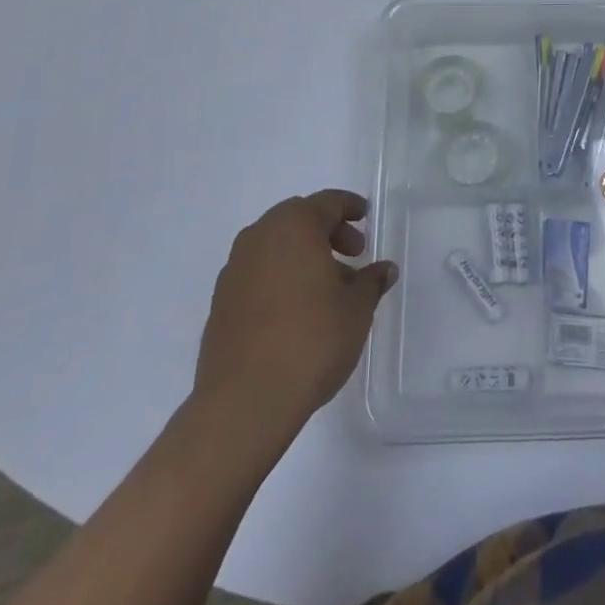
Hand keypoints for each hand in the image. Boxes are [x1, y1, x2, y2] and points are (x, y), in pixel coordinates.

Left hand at [193, 190, 398, 436]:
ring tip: (328, 288)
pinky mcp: (220, 302)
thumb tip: (384, 269)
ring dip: (302, 255)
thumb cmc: (311, 340)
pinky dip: (280, 277)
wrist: (244, 401)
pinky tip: (297, 309)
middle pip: (298, 220)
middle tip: (353, 254)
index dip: (349, 207)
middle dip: (327, 232)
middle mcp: (259, 237)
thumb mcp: (356, 309)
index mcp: (294, 226)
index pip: (327, 203)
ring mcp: (234, 269)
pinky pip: (258, 273)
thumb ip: (371, 282)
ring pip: (275, 246)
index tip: (365, 216)